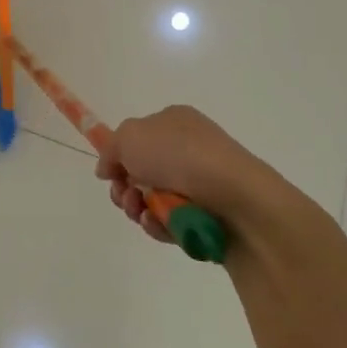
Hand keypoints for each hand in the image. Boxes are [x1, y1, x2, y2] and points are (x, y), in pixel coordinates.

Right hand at [94, 105, 289, 244]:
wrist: (238, 199)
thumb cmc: (181, 156)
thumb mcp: (130, 137)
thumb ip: (110, 149)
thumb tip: (107, 168)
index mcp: (174, 122)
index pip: (137, 138)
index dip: (118, 156)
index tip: (109, 174)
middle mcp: (188, 149)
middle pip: (141, 172)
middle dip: (124, 188)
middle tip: (124, 196)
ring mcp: (201, 183)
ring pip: (153, 200)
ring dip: (138, 208)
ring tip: (142, 213)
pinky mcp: (209, 215)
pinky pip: (172, 222)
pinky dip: (160, 225)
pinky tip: (160, 225)